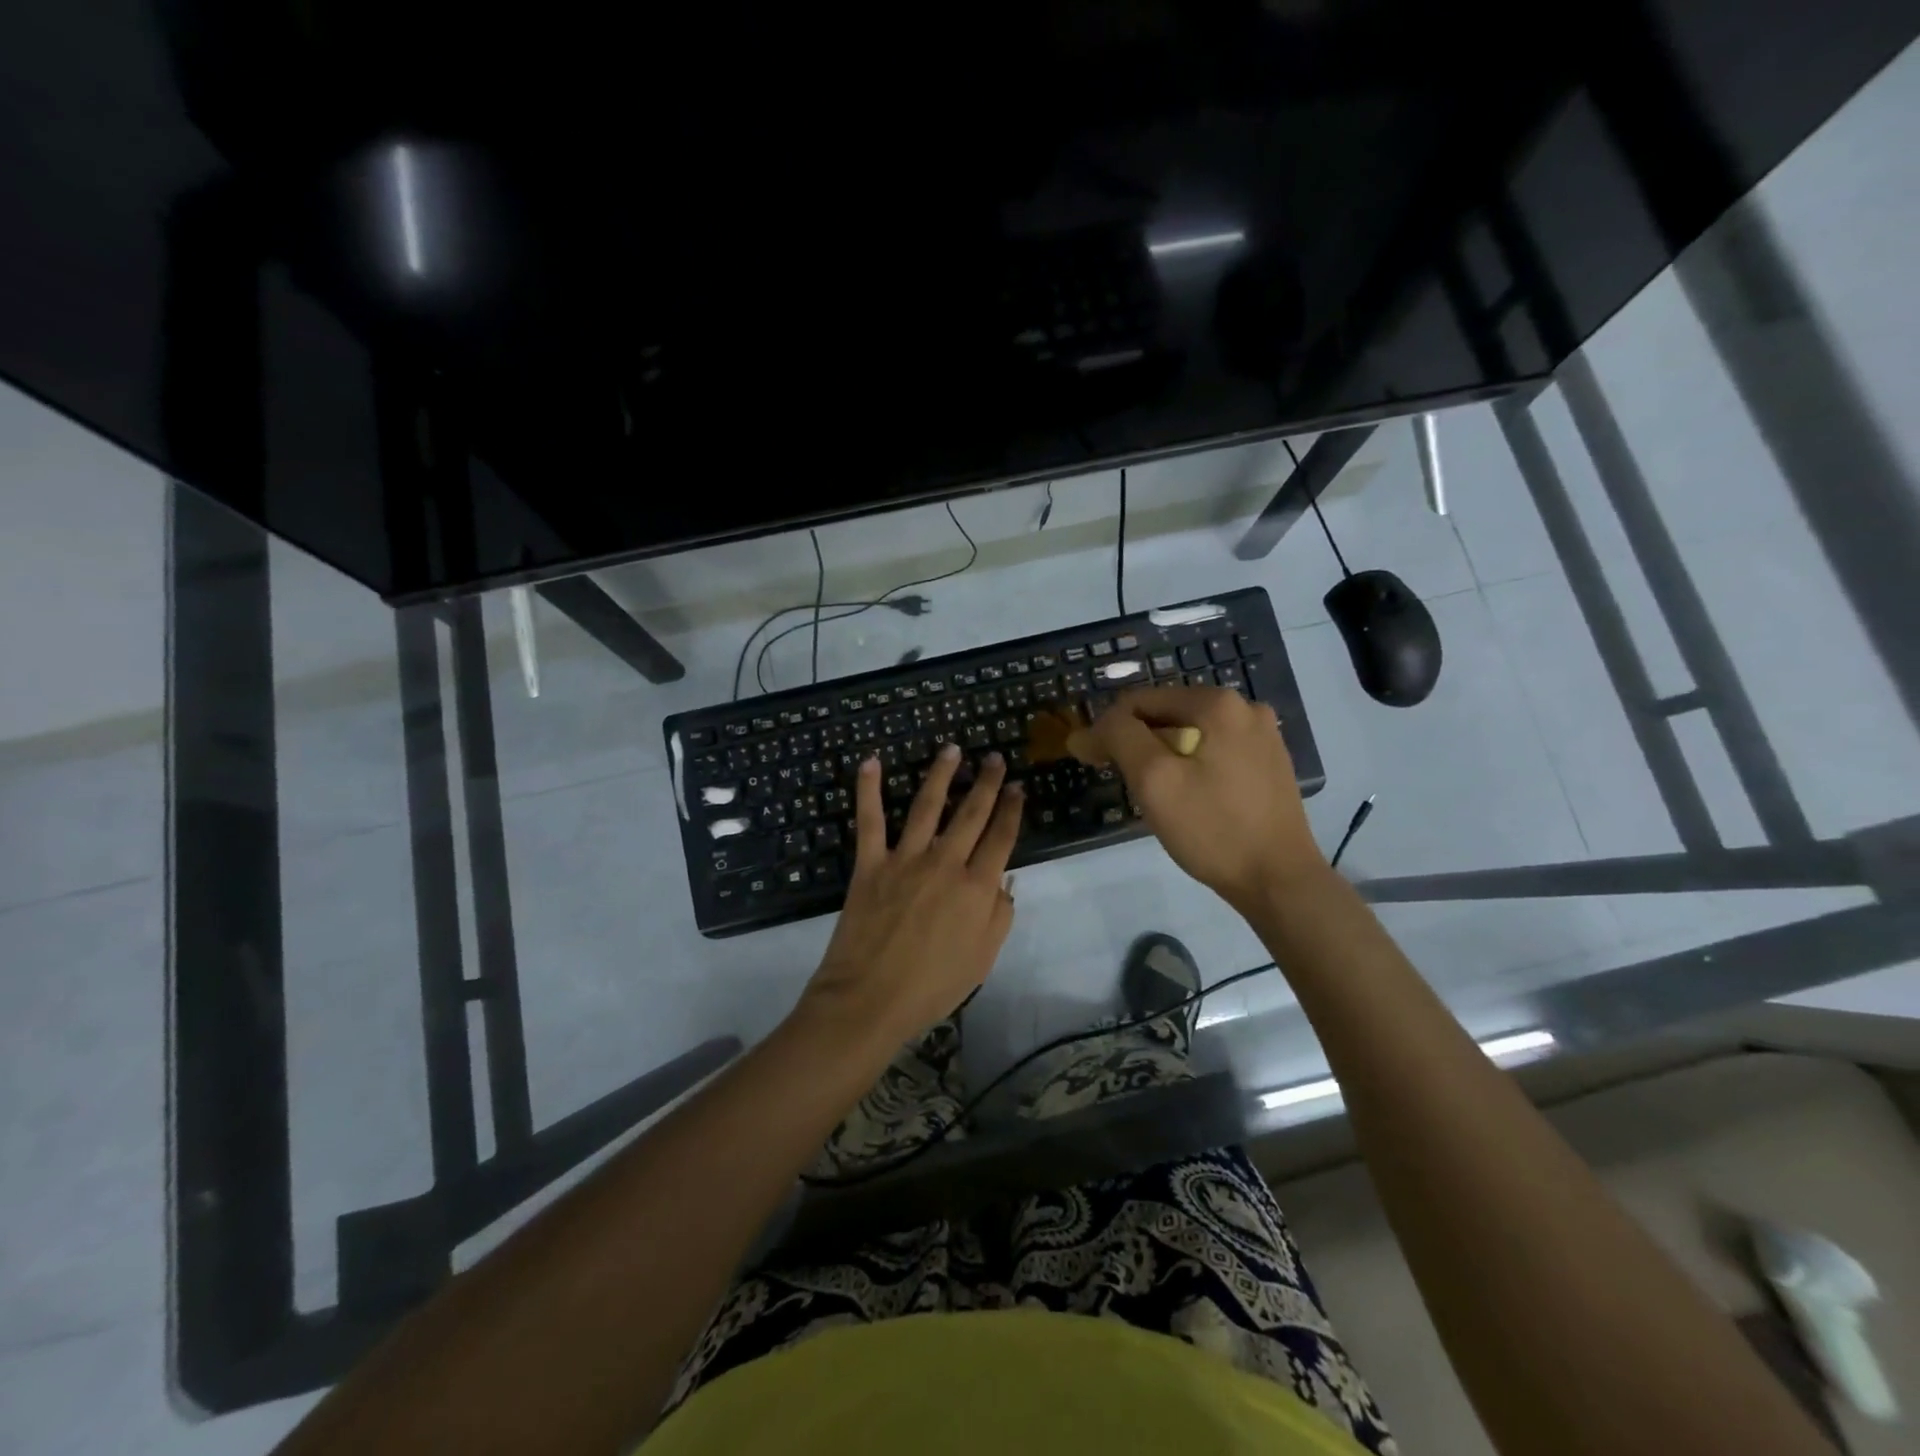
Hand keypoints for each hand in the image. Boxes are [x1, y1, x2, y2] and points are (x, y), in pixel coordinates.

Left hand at [801, 744, 1022, 1046]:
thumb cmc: (932, 987)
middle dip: (987, 782)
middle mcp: (945, 863)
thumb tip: (1004, 882)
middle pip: (972, 813)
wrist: (870, 999)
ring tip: (952, 749)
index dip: (1012, 809)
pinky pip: (870, 820)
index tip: (1018, 787)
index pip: (1001, 838)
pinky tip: (871, 762)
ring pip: (928, 805)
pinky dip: (869, 789)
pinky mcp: (871, 863)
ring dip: (942, 773)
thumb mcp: (983, 960)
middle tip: (994, 757)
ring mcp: (906, 859)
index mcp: (977, 888)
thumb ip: (999, 916)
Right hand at [1085, 685, 1322, 911]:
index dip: (1107, 728)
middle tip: (1119, 780)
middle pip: (1168, 714)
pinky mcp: (1269, 762)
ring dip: (1162, 755)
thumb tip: (1089, 729)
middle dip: (1136, 742)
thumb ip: (1119, 739)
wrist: (1279, 880)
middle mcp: (1245, 708)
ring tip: (1150, 793)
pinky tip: (1186, 797)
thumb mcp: (1154, 780)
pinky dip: (1190, 765)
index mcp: (1217, 703)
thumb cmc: (1212, 829)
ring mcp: (1262, 735)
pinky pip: (1214, 751)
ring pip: (1191, 734)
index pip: (1140, 701)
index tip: (1088, 760)